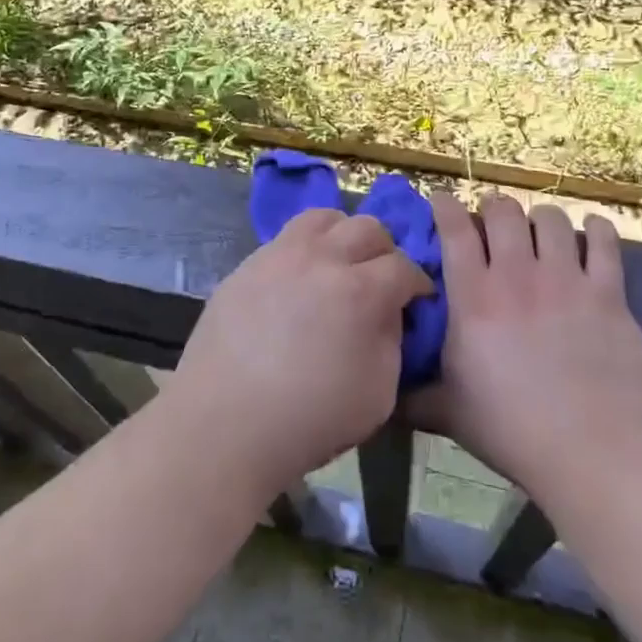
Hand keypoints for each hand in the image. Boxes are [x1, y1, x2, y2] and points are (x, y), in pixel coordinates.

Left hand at [170, 208, 431, 496]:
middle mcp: (321, 259)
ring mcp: (278, 256)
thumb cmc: (309, 419)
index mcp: (360, 291)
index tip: (418, 298)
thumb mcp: (378, 394)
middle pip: (367, 227)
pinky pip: (285, 239)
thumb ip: (391, 342)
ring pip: (322, 218)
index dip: (418, 282)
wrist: (224, 424)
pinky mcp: (246, 265)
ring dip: (342, 234)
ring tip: (340, 263)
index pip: (403, 266)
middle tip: (381, 277)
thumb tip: (387, 313)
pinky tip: (299, 281)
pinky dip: (305, 249)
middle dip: (385, 250)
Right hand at [412, 194, 641, 503]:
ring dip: (541, 217)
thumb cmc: (512, 431)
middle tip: (494, 222)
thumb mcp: (448, 413)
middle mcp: (517, 276)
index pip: (455, 230)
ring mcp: (565, 280)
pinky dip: (596, 230)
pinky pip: (604, 243)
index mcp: (473, 298)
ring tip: (540, 229)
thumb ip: (414, 397)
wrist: (592, 451)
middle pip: (503, 212)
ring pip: (551, 219)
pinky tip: (591, 231)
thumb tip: (384, 396)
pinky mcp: (607, 293)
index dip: (446, 206)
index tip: (442, 201)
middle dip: (494, 208)